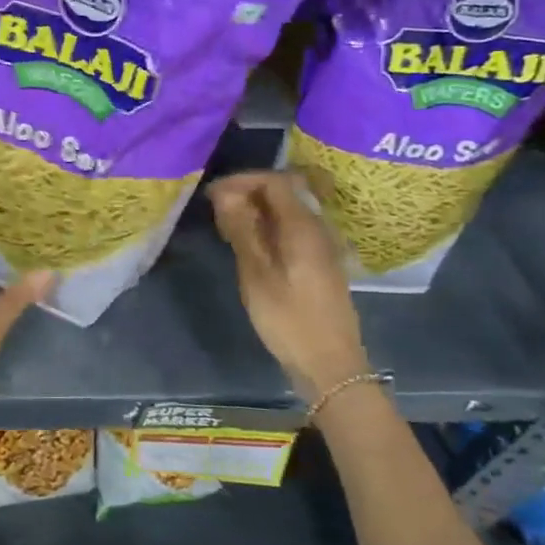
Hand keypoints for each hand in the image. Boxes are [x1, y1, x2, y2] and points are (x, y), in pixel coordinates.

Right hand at [209, 171, 368, 398]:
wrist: (330, 364)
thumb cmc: (289, 319)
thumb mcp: (256, 274)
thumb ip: (242, 230)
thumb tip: (225, 195)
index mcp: (303, 226)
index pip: (274, 181)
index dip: (242, 180)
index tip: (213, 194)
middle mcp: (317, 228)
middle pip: (284, 191)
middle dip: (249, 192)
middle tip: (218, 209)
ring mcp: (322, 245)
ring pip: (288, 210)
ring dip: (258, 210)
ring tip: (229, 226)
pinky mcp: (321, 262)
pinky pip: (293, 228)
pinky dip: (269, 226)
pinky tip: (251, 245)